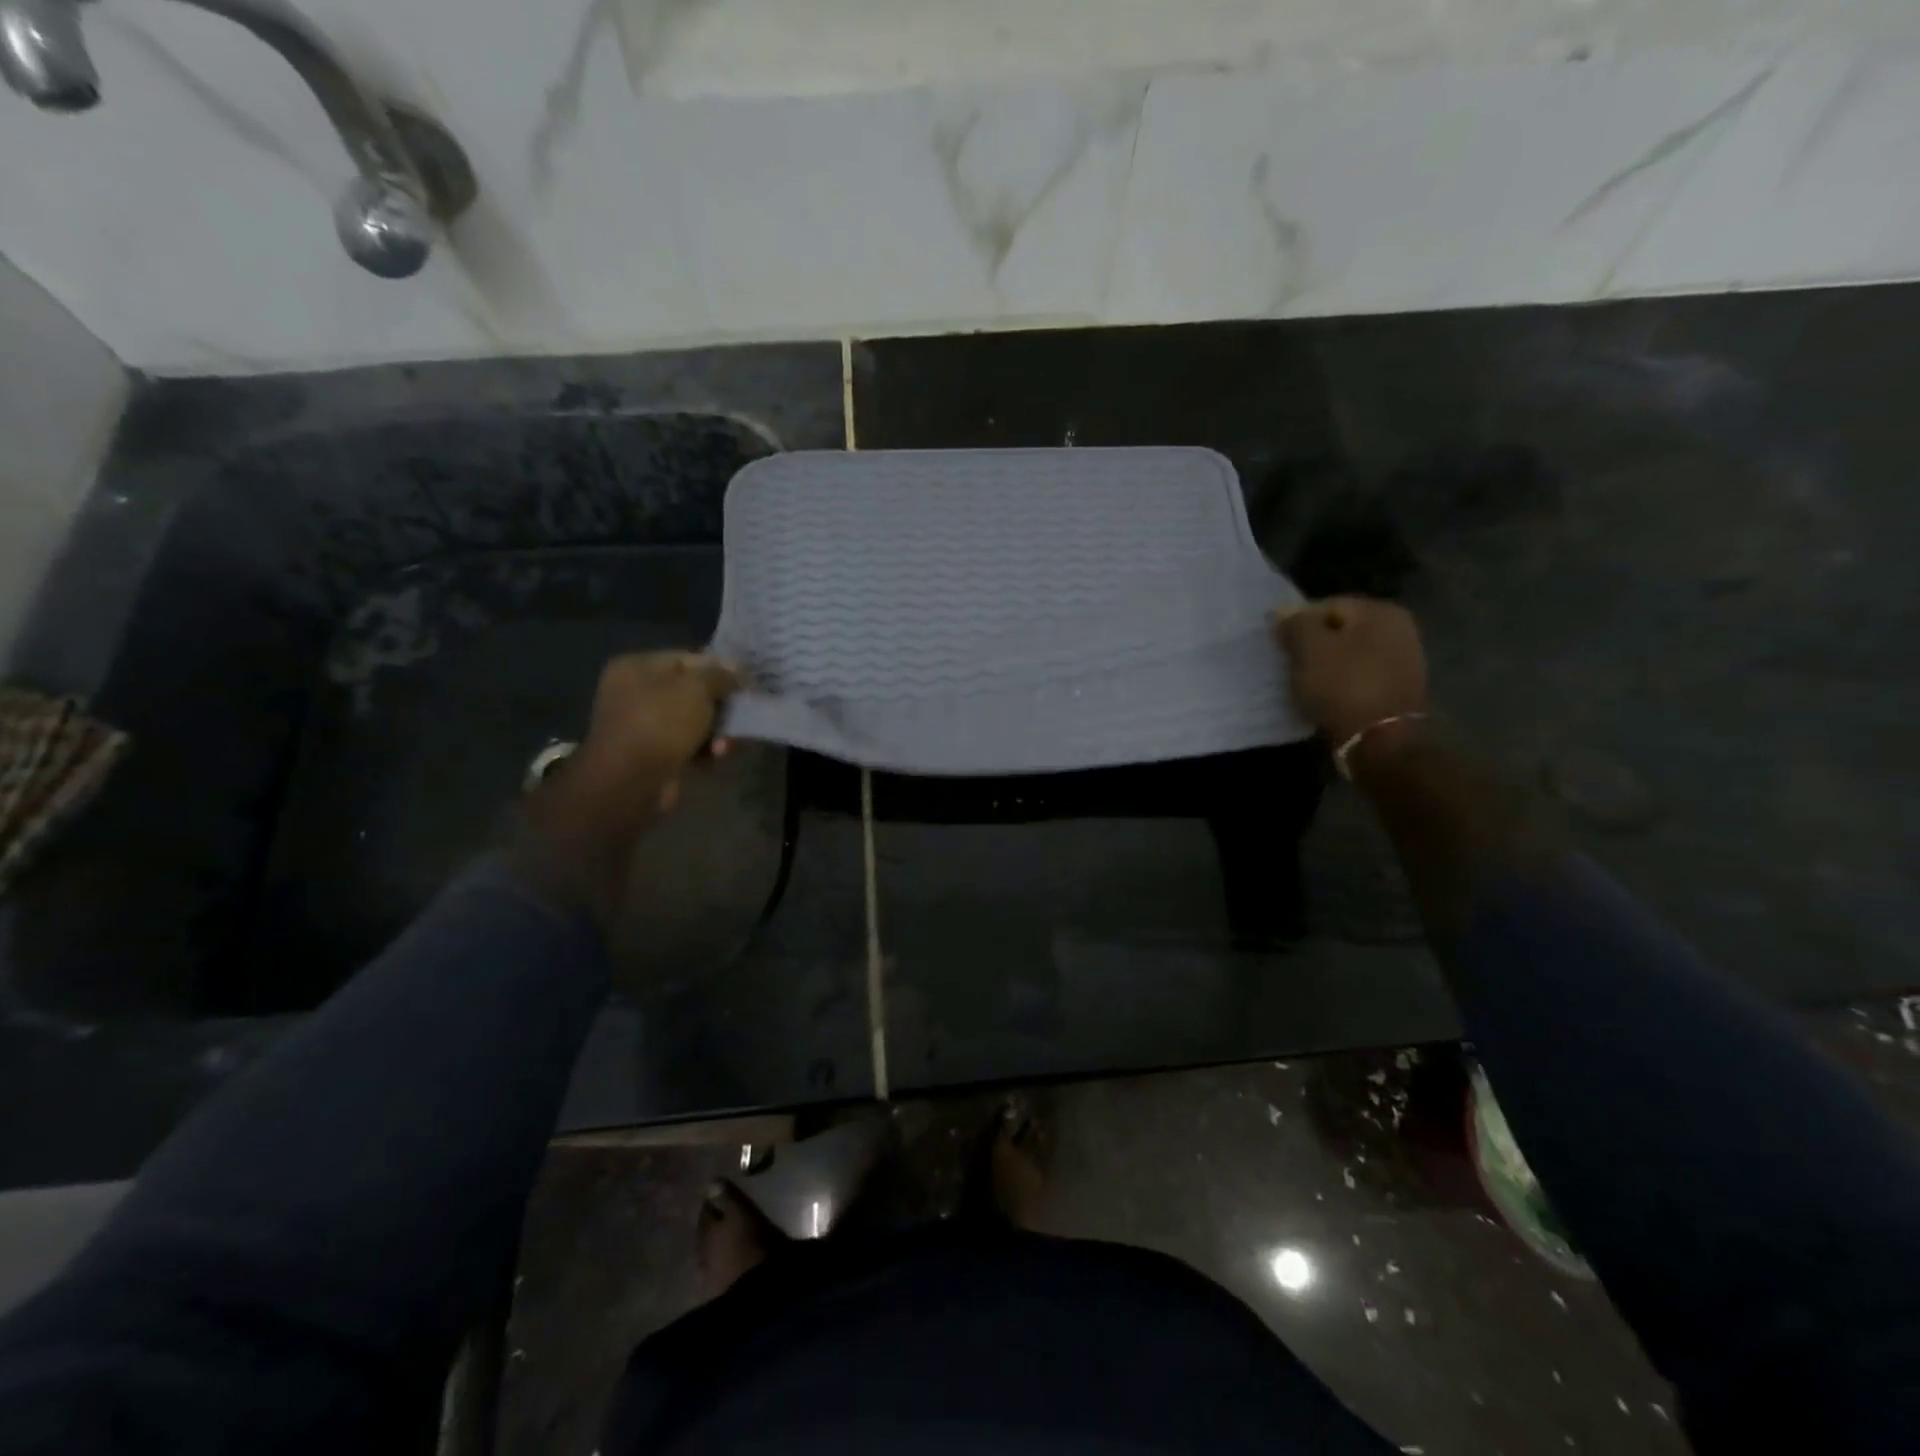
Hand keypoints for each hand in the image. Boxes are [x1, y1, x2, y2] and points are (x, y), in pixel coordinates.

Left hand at [511, 651, 739, 922]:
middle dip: (720, 706)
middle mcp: (635, 692)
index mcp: (637, 667)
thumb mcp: (696, 689)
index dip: (721, 670)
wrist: (629, 783)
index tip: (747, 685)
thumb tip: (734, 671)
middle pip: (692, 692)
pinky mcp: (652, 754)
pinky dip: (704, 750)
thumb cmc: (660, 724)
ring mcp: (642, 726)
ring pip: (694, 721)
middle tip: (741, 716)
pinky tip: (715, 758)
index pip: (688, 659)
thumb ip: (719, 675)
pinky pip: (687, 744)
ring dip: (716, 731)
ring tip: (725, 746)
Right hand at [1274, 596, 1427, 752]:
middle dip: (1312, 647)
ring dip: (1325, 668)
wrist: (1382, 740)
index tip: (1280, 648)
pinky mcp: (1398, 690)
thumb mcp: (1310, 648)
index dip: (1297, 624)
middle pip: (1339, 631)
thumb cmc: (1343, 685)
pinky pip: (1359, 678)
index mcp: (1380, 611)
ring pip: (1348, 656)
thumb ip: (1295, 623)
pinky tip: (1326, 699)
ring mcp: (1403, 661)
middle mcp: (1399, 629)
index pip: (1326, 606)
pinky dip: (1340, 686)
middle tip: (1290, 666)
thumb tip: (1284, 611)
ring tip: (1305, 686)